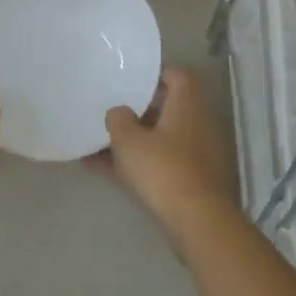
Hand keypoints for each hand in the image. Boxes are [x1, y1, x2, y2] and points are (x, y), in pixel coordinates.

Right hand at [102, 68, 240, 254]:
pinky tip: (103, 170)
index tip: (130, 80)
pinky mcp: (193, 180)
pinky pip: (160, 163)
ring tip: (97, 144)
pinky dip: (137, 164)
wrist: (197, 220)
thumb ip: (118, 119)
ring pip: (160, 139)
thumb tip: (119, 112)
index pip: (177, 76)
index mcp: (187, 105)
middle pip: (167, 109)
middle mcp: (198, 124)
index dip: (155, 75)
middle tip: (111, 112)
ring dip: (133, 141)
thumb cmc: (162, 168)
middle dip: (138, 111)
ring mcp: (198, 153)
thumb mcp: (128, 140)